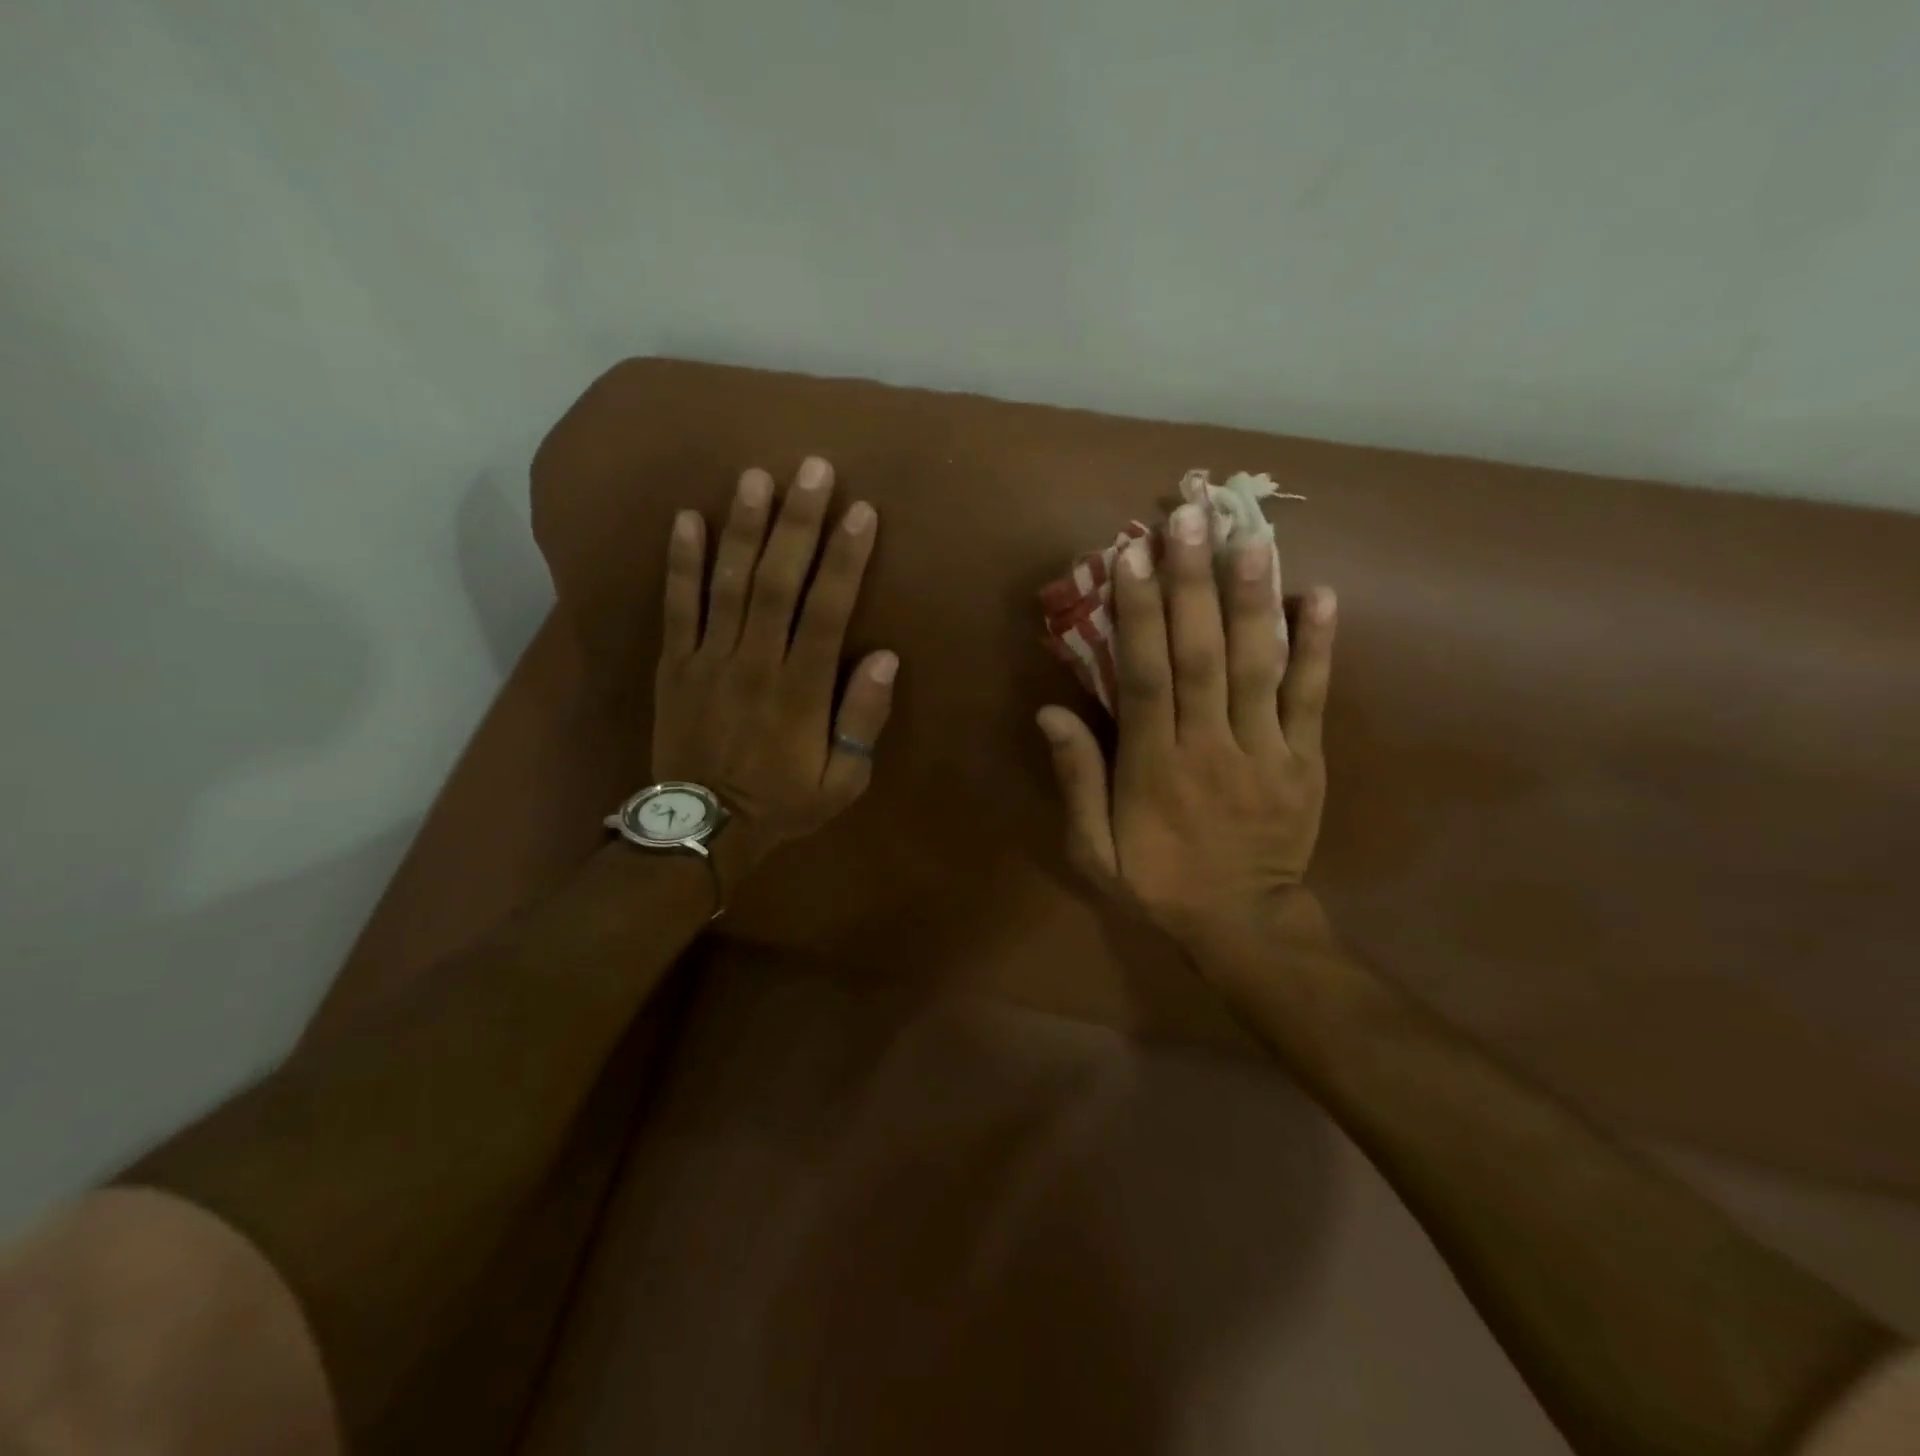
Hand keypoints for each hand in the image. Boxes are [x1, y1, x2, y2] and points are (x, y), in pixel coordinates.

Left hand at [653, 457, 896, 867]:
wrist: (703, 828)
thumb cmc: (783, 803)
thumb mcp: (843, 781)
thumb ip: (862, 719)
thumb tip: (885, 657)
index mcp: (800, 690)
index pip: (827, 611)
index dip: (845, 560)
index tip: (860, 512)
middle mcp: (755, 663)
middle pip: (777, 582)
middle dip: (797, 524)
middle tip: (812, 469)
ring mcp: (709, 660)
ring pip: (727, 584)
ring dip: (742, 528)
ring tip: (755, 476)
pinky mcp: (675, 664)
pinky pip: (676, 607)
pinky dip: (681, 563)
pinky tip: (687, 518)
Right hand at [1036, 501, 1335, 948]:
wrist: (1245, 925)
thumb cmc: (1159, 885)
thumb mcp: (1094, 852)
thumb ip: (1076, 782)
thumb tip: (1049, 715)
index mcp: (1153, 768)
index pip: (1145, 677)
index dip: (1138, 613)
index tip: (1132, 555)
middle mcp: (1209, 747)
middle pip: (1201, 656)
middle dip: (1193, 584)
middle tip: (1189, 518)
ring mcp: (1265, 751)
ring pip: (1258, 667)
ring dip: (1253, 600)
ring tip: (1251, 537)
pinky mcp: (1305, 760)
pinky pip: (1313, 698)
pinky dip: (1319, 647)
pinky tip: (1321, 594)